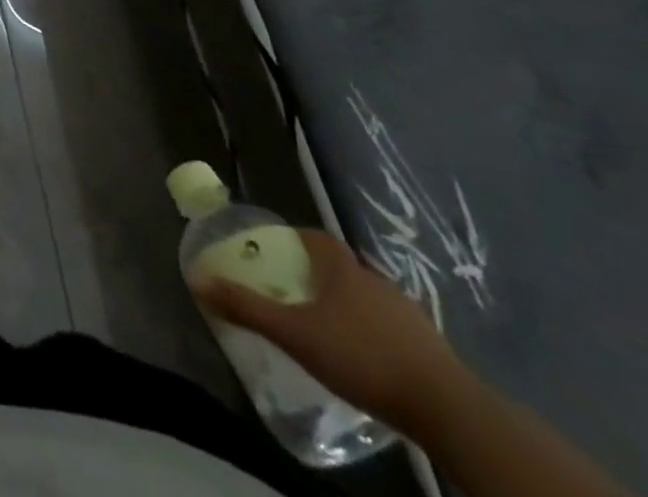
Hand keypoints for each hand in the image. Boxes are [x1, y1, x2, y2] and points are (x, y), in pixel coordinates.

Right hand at [191, 228, 469, 432]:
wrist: (449, 409)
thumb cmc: (362, 356)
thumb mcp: (295, 333)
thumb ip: (246, 306)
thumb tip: (197, 279)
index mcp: (342, 269)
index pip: (316, 238)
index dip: (295, 239)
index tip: (277, 251)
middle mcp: (375, 280)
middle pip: (341, 267)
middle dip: (318, 275)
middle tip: (294, 292)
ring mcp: (409, 314)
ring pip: (368, 298)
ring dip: (348, 306)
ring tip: (327, 327)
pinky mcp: (431, 348)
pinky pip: (392, 328)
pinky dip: (374, 333)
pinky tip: (365, 356)